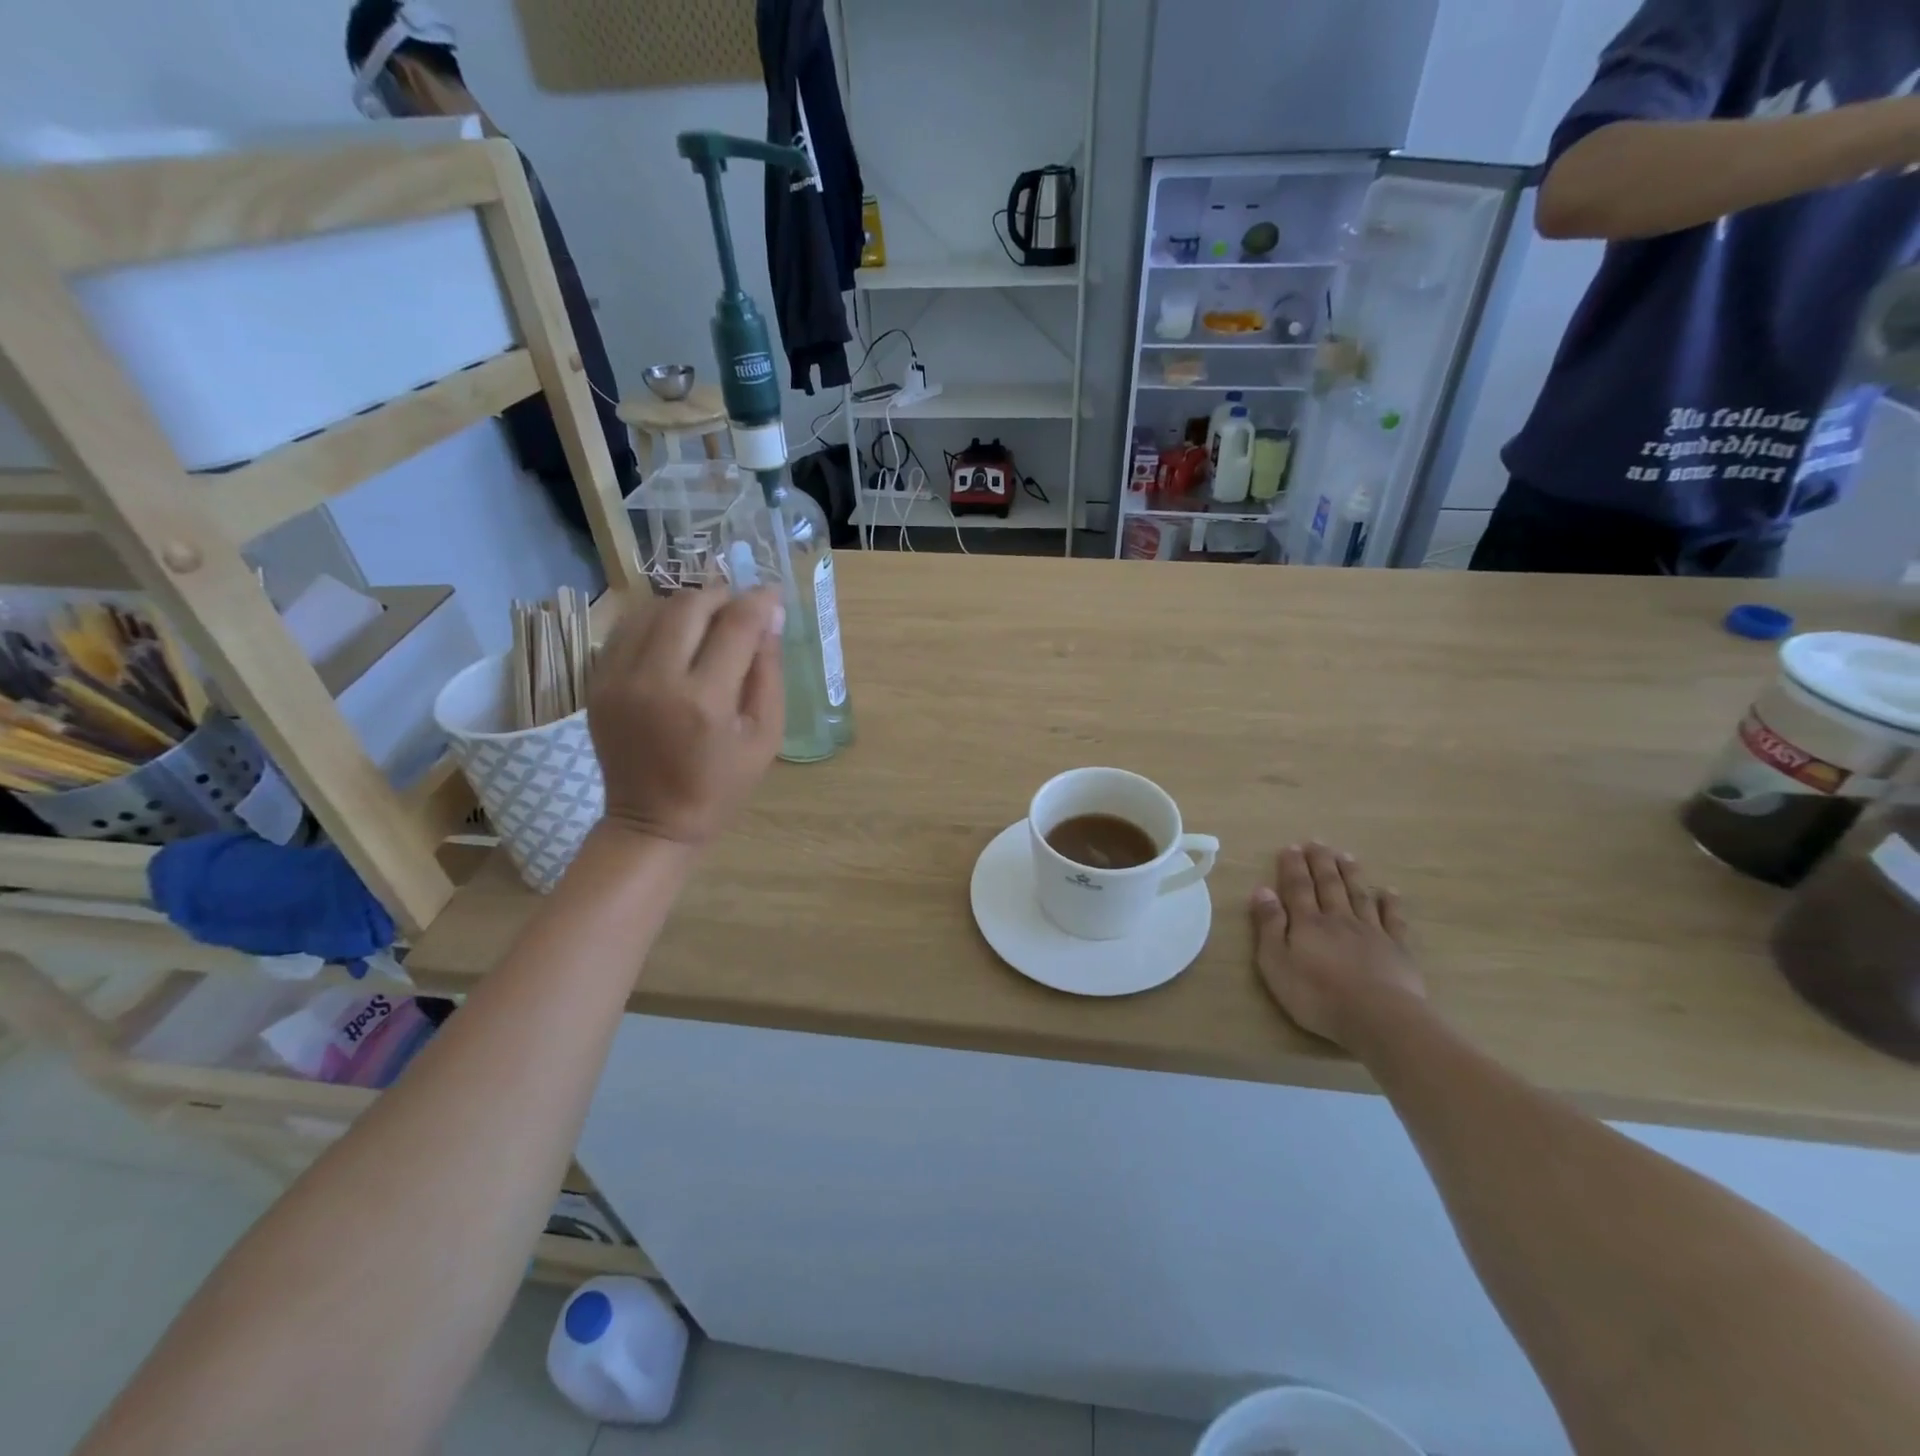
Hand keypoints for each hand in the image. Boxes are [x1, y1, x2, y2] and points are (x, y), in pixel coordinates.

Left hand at [587, 586, 784, 847]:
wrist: (652, 821)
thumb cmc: (721, 786)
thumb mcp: (765, 737)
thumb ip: (769, 673)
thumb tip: (770, 618)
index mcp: (705, 701)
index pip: (735, 625)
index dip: (758, 601)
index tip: (772, 595)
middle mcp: (656, 680)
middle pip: (689, 605)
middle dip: (721, 596)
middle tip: (739, 608)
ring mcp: (618, 679)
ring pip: (653, 609)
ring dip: (687, 605)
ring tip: (708, 621)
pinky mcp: (597, 682)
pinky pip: (626, 629)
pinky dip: (655, 622)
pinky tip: (674, 637)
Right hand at [1250, 843, 1423, 1047]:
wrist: (1378, 1017)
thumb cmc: (1317, 995)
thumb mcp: (1276, 963)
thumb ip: (1269, 926)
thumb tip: (1262, 890)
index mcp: (1307, 923)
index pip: (1297, 888)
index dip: (1293, 866)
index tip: (1291, 847)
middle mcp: (1338, 919)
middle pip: (1329, 885)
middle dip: (1321, 862)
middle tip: (1317, 842)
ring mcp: (1371, 932)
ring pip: (1359, 895)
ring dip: (1351, 874)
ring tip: (1346, 856)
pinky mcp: (1397, 949)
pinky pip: (1393, 920)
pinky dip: (1390, 903)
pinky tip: (1388, 892)